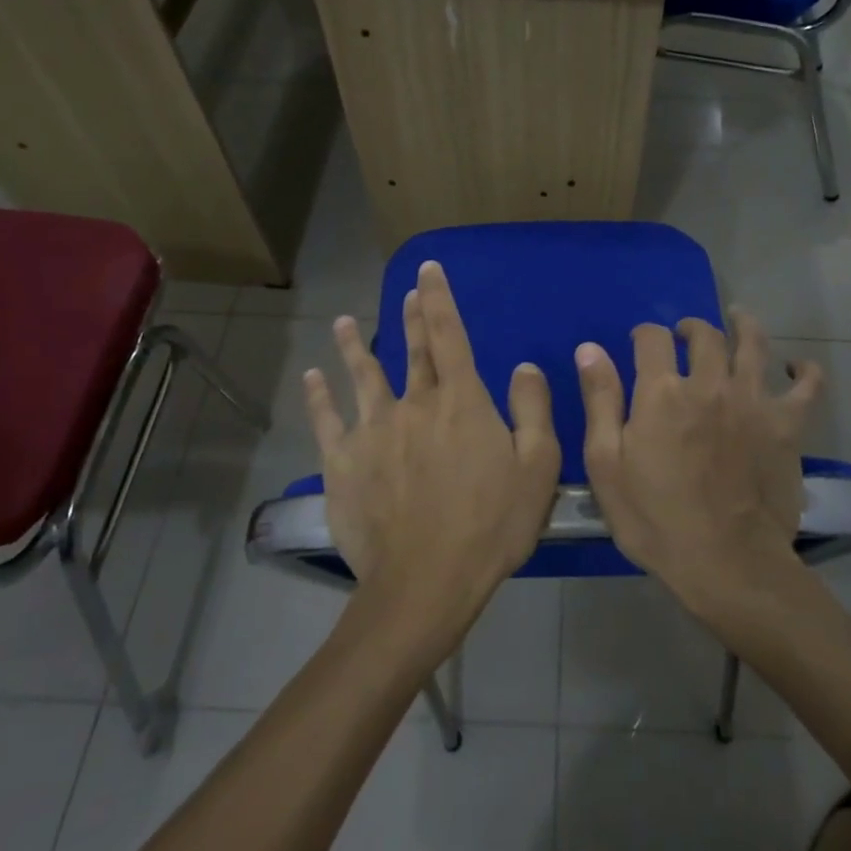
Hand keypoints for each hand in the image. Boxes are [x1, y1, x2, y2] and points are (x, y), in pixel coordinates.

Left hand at [304, 260, 560, 654]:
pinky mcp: (343, 461)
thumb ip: (533, 410)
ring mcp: (373, 430)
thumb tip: (523, 366)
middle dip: (410, 316)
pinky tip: (312, 376)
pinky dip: (318, 395)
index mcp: (461, 401)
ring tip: (345, 322)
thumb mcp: (538, 467)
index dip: (439, 298)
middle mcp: (415, 403)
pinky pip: (327, 419)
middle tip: (405, 290)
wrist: (426, 580)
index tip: (428, 269)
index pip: (448, 335)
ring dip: (354, 346)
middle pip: (411, 350)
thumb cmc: (491, 524)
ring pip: (362, 375)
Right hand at [574, 311, 822, 613]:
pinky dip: (805, 371)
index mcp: (662, 391)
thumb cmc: (655, 519)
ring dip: (744, 325)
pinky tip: (797, 367)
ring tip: (738, 320)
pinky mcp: (787, 426)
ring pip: (753, 344)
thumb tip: (590, 348)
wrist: (726, 563)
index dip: (644, 334)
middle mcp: (709, 383)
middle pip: (705, 334)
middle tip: (685, 335)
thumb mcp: (606, 464)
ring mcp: (753, 401)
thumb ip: (600, 400)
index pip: (652, 338)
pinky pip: (807, 387)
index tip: (640, 343)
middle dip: (691, 328)